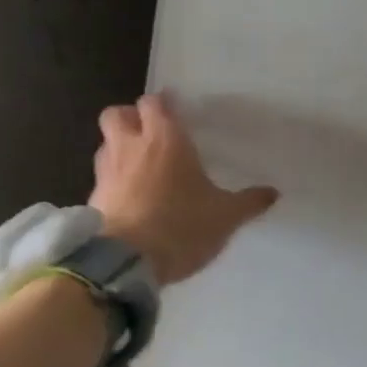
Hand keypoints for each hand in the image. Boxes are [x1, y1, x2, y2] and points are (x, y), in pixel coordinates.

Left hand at [89, 92, 278, 284]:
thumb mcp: (226, 216)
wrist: (126, 263)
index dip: (163, 103)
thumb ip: (249, 202)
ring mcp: (107, 172)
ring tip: (142, 166)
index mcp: (166, 140)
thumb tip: (273, 193)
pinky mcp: (93, 199)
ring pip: (106, 144)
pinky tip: (133, 197)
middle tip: (152, 132)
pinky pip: (103, 178)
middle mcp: (131, 147)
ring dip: (120, 148)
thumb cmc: (182, 226)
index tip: (176, 110)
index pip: (154, 103)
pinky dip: (115, 180)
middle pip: (117, 114)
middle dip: (131, 118)